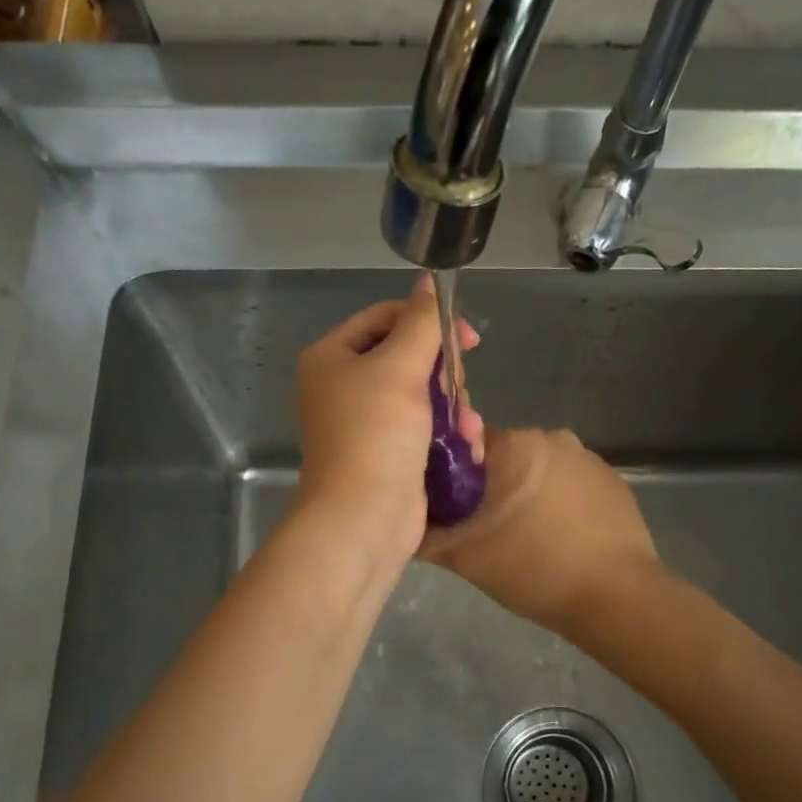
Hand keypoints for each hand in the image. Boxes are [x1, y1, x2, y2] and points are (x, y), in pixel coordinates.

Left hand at [294, 275, 482, 565]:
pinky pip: (426, 430)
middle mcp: (344, 387)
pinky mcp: (389, 455)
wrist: (364, 519)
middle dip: (443, 376)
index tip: (469, 339)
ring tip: (467, 430)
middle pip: (409, 358)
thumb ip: (422, 322)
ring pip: (425, 396)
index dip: (429, 321)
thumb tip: (430, 281)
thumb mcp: (401, 368)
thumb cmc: (376, 434)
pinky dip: (448, 435)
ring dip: (454, 409)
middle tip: (456, 392)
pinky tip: (466, 448)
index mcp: (333, 358)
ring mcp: (367, 424)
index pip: (386, 318)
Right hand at [417, 426, 659, 636]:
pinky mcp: (614, 481)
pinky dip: (559, 505)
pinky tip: (559, 540)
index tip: (448, 509)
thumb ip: (426, 535)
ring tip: (524, 540)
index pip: (464, 445)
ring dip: (526, 496)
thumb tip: (402, 522)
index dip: (450, 476)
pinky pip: (570, 485)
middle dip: (490, 488)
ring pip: (537, 471)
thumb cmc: (535, 570)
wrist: (617, 597)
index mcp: (515, 444)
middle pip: (502, 457)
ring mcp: (588, 457)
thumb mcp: (466, 558)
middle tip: (483, 531)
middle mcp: (552, 436)